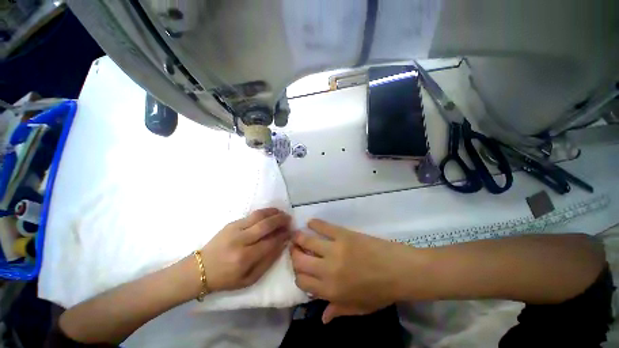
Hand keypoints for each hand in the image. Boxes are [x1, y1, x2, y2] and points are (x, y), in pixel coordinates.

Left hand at [202, 208, 290, 291]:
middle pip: (266, 225)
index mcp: (245, 258)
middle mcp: (241, 240)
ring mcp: (235, 229)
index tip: (291, 232)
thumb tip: (282, 245)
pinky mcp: (231, 223)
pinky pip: (251, 215)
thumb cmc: (226, 278)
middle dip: (281, 220)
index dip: (283, 236)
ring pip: (259, 216)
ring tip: (282, 213)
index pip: (270, 242)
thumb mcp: (249, 279)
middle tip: (289, 219)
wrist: (200, 269)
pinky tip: (271, 213)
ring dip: (273, 213)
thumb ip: (268, 262)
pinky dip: (264, 212)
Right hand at [291, 219, 406, 322]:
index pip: (302, 282)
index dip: (298, 275)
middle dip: (294, 255)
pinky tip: (310, 222)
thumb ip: (338, 311)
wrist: (399, 270)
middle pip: (300, 261)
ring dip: (298, 238)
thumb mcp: (359, 308)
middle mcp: (327, 270)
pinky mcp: (343, 234)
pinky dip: (315, 224)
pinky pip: (324, 227)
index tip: (300, 269)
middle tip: (294, 249)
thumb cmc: (380, 291)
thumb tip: (322, 318)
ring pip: (307, 242)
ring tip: (296, 235)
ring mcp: (334, 250)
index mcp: (330, 291)